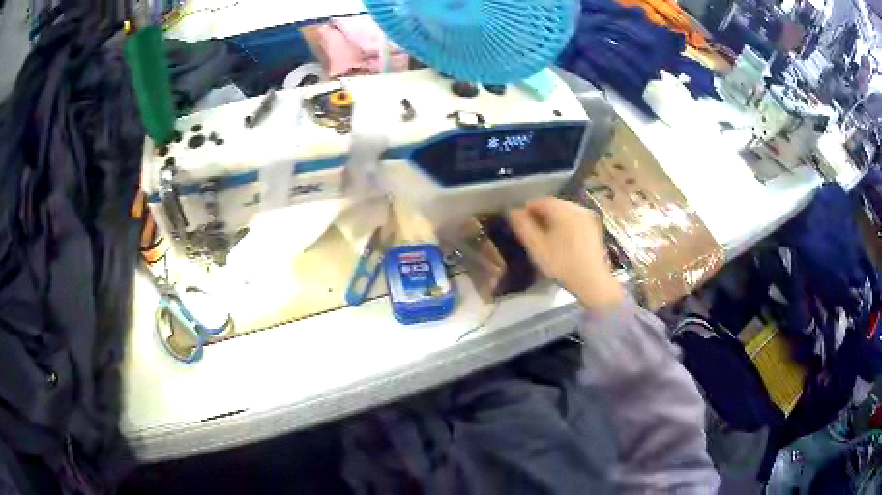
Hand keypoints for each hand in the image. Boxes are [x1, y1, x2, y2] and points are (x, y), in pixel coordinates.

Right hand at [508, 198, 622, 308]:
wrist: (593, 282)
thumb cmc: (562, 264)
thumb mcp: (536, 246)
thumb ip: (522, 225)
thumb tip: (512, 210)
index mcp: (562, 209)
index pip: (538, 201)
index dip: (526, 211)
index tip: (519, 225)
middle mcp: (576, 207)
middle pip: (552, 206)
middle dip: (540, 216)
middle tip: (531, 234)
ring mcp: (588, 217)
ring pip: (564, 213)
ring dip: (552, 221)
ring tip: (545, 239)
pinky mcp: (594, 228)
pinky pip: (574, 221)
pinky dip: (565, 226)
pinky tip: (561, 243)